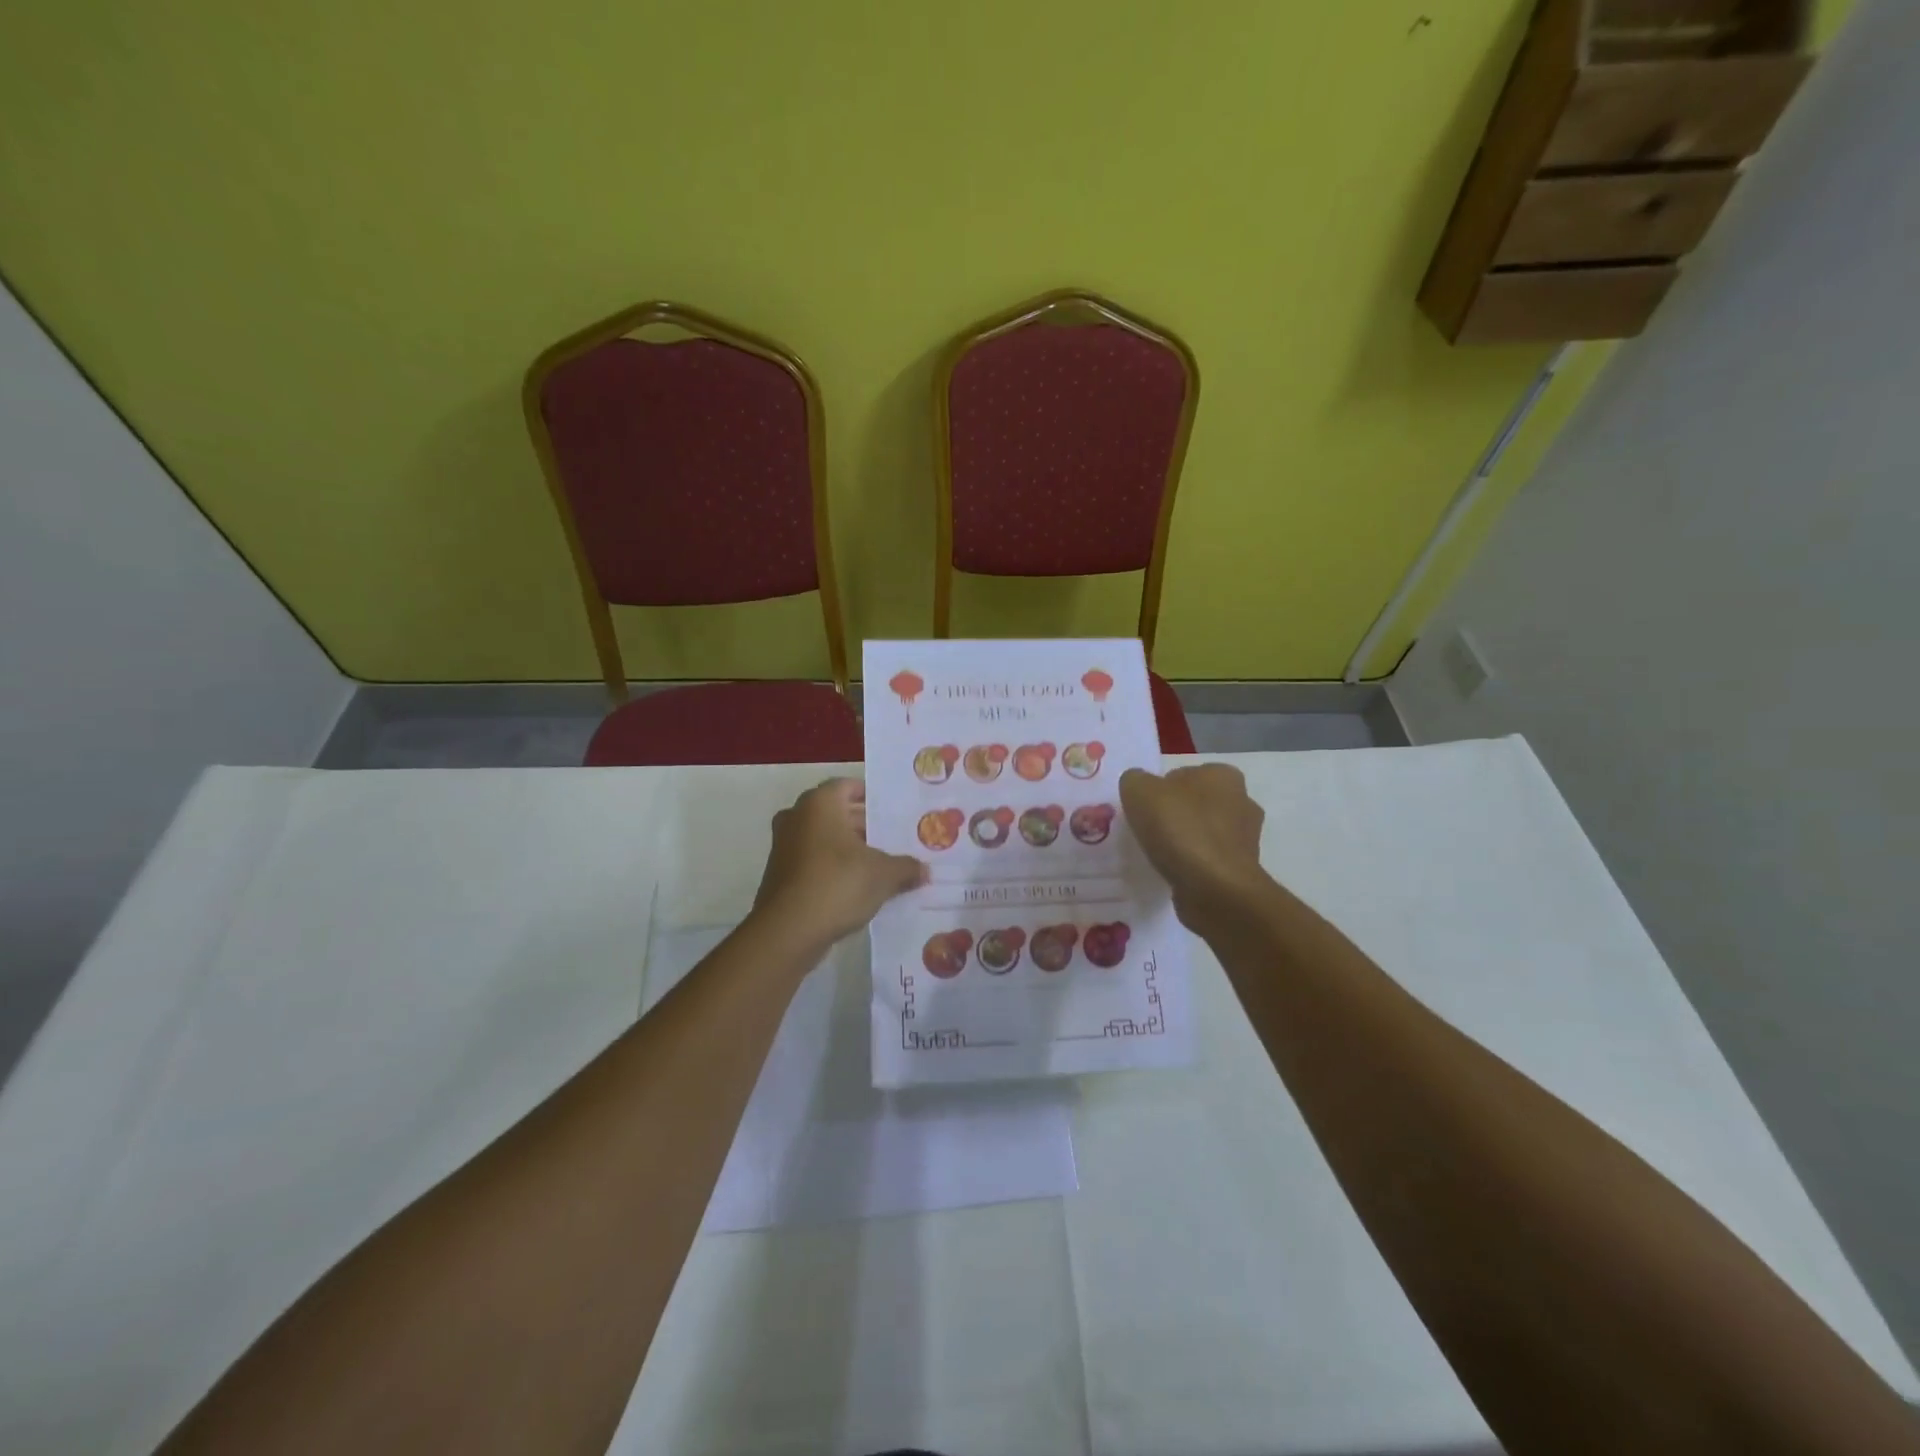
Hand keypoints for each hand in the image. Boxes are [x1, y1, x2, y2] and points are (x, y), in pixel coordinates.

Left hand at [751, 778, 926, 946]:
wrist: (788, 931)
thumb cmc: (838, 884)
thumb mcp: (883, 875)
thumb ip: (906, 867)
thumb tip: (924, 870)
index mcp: (820, 804)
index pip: (848, 786)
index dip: (872, 796)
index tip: (893, 810)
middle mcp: (797, 817)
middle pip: (836, 813)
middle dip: (864, 825)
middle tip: (893, 838)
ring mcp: (784, 846)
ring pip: (823, 838)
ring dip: (848, 848)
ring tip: (880, 863)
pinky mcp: (779, 874)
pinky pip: (813, 860)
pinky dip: (832, 867)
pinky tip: (857, 885)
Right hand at [1120, 764, 1268, 929]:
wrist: (1214, 888)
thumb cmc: (1179, 829)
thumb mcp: (1138, 791)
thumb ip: (1134, 780)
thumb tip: (1139, 786)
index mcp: (1223, 775)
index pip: (1183, 774)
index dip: (1160, 790)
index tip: (1144, 809)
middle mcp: (1242, 800)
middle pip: (1196, 803)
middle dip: (1176, 814)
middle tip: (1148, 830)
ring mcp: (1246, 838)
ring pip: (1204, 832)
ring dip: (1185, 841)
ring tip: (1158, 855)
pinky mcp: (1241, 869)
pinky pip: (1209, 860)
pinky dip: (1193, 865)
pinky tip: (1174, 873)